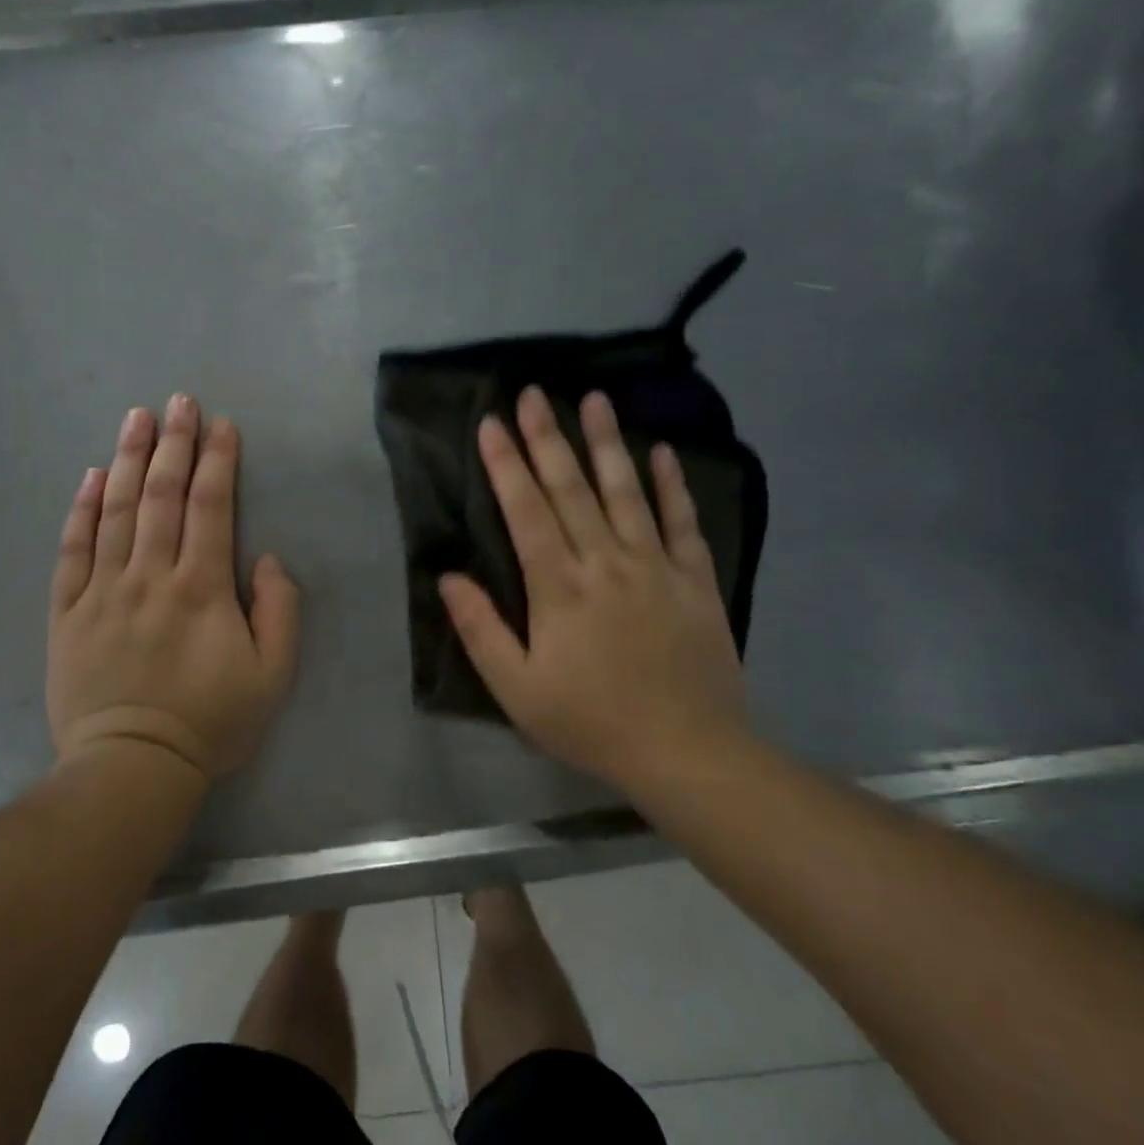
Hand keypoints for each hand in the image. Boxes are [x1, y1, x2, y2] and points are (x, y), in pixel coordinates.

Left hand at [48, 394, 299, 782]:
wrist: (132, 766)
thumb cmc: (210, 723)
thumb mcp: (272, 676)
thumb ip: (279, 612)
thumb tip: (266, 558)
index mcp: (201, 588)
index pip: (210, 507)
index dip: (217, 461)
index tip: (221, 425)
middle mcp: (150, 575)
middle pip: (161, 495)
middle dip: (173, 443)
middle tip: (178, 402)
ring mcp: (103, 589)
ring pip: (116, 510)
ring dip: (128, 459)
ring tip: (136, 418)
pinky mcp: (68, 610)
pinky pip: (73, 549)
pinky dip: (82, 509)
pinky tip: (91, 476)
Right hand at [438, 386, 750, 789]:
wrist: (687, 751)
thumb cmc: (591, 721)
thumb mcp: (517, 689)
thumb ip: (480, 630)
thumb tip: (449, 576)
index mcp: (559, 588)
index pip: (526, 512)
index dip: (505, 465)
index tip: (490, 423)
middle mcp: (606, 562)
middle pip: (572, 489)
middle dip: (547, 437)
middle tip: (532, 393)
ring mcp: (656, 566)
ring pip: (626, 491)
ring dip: (607, 442)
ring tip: (593, 399)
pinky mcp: (694, 579)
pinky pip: (682, 521)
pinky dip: (670, 484)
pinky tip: (661, 451)